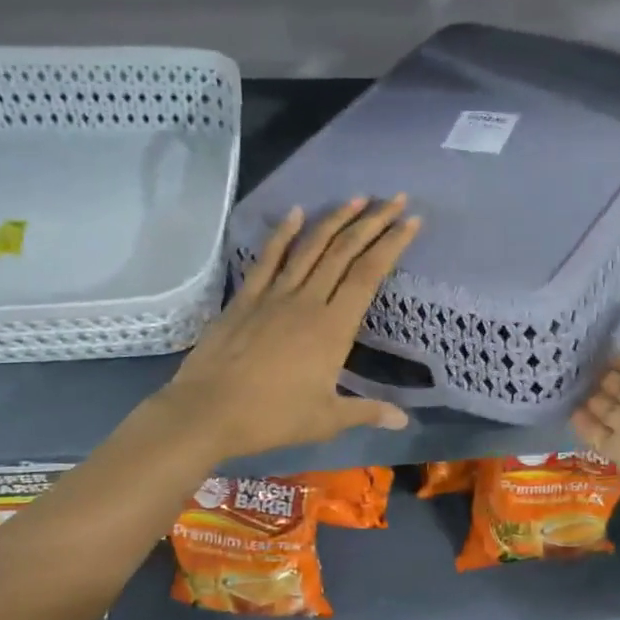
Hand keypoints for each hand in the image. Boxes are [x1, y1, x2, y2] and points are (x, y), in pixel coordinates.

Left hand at [156, 196, 419, 460]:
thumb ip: (367, 412)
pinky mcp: (246, 298)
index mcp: (333, 328)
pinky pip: (268, 258)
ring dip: (336, 219)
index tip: (412, 221)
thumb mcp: (326, 419)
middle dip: (373, 222)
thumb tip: (404, 422)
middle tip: (396, 199)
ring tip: (358, 198)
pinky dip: (283, 233)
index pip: (369, 274)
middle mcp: (307, 301)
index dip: (392, 245)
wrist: (207, 412)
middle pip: (345, 251)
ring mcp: (274, 295)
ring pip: (311, 247)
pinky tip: (296, 212)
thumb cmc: (272, 418)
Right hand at [571, 306, 619, 505]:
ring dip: (585, 393)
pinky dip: (580, 423)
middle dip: (597, 371)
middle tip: (569, 353)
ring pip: (604, 408)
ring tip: (559, 372)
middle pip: (618, 385)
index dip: (618, 352)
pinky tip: (561, 402)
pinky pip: (595, 436)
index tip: (590, 336)